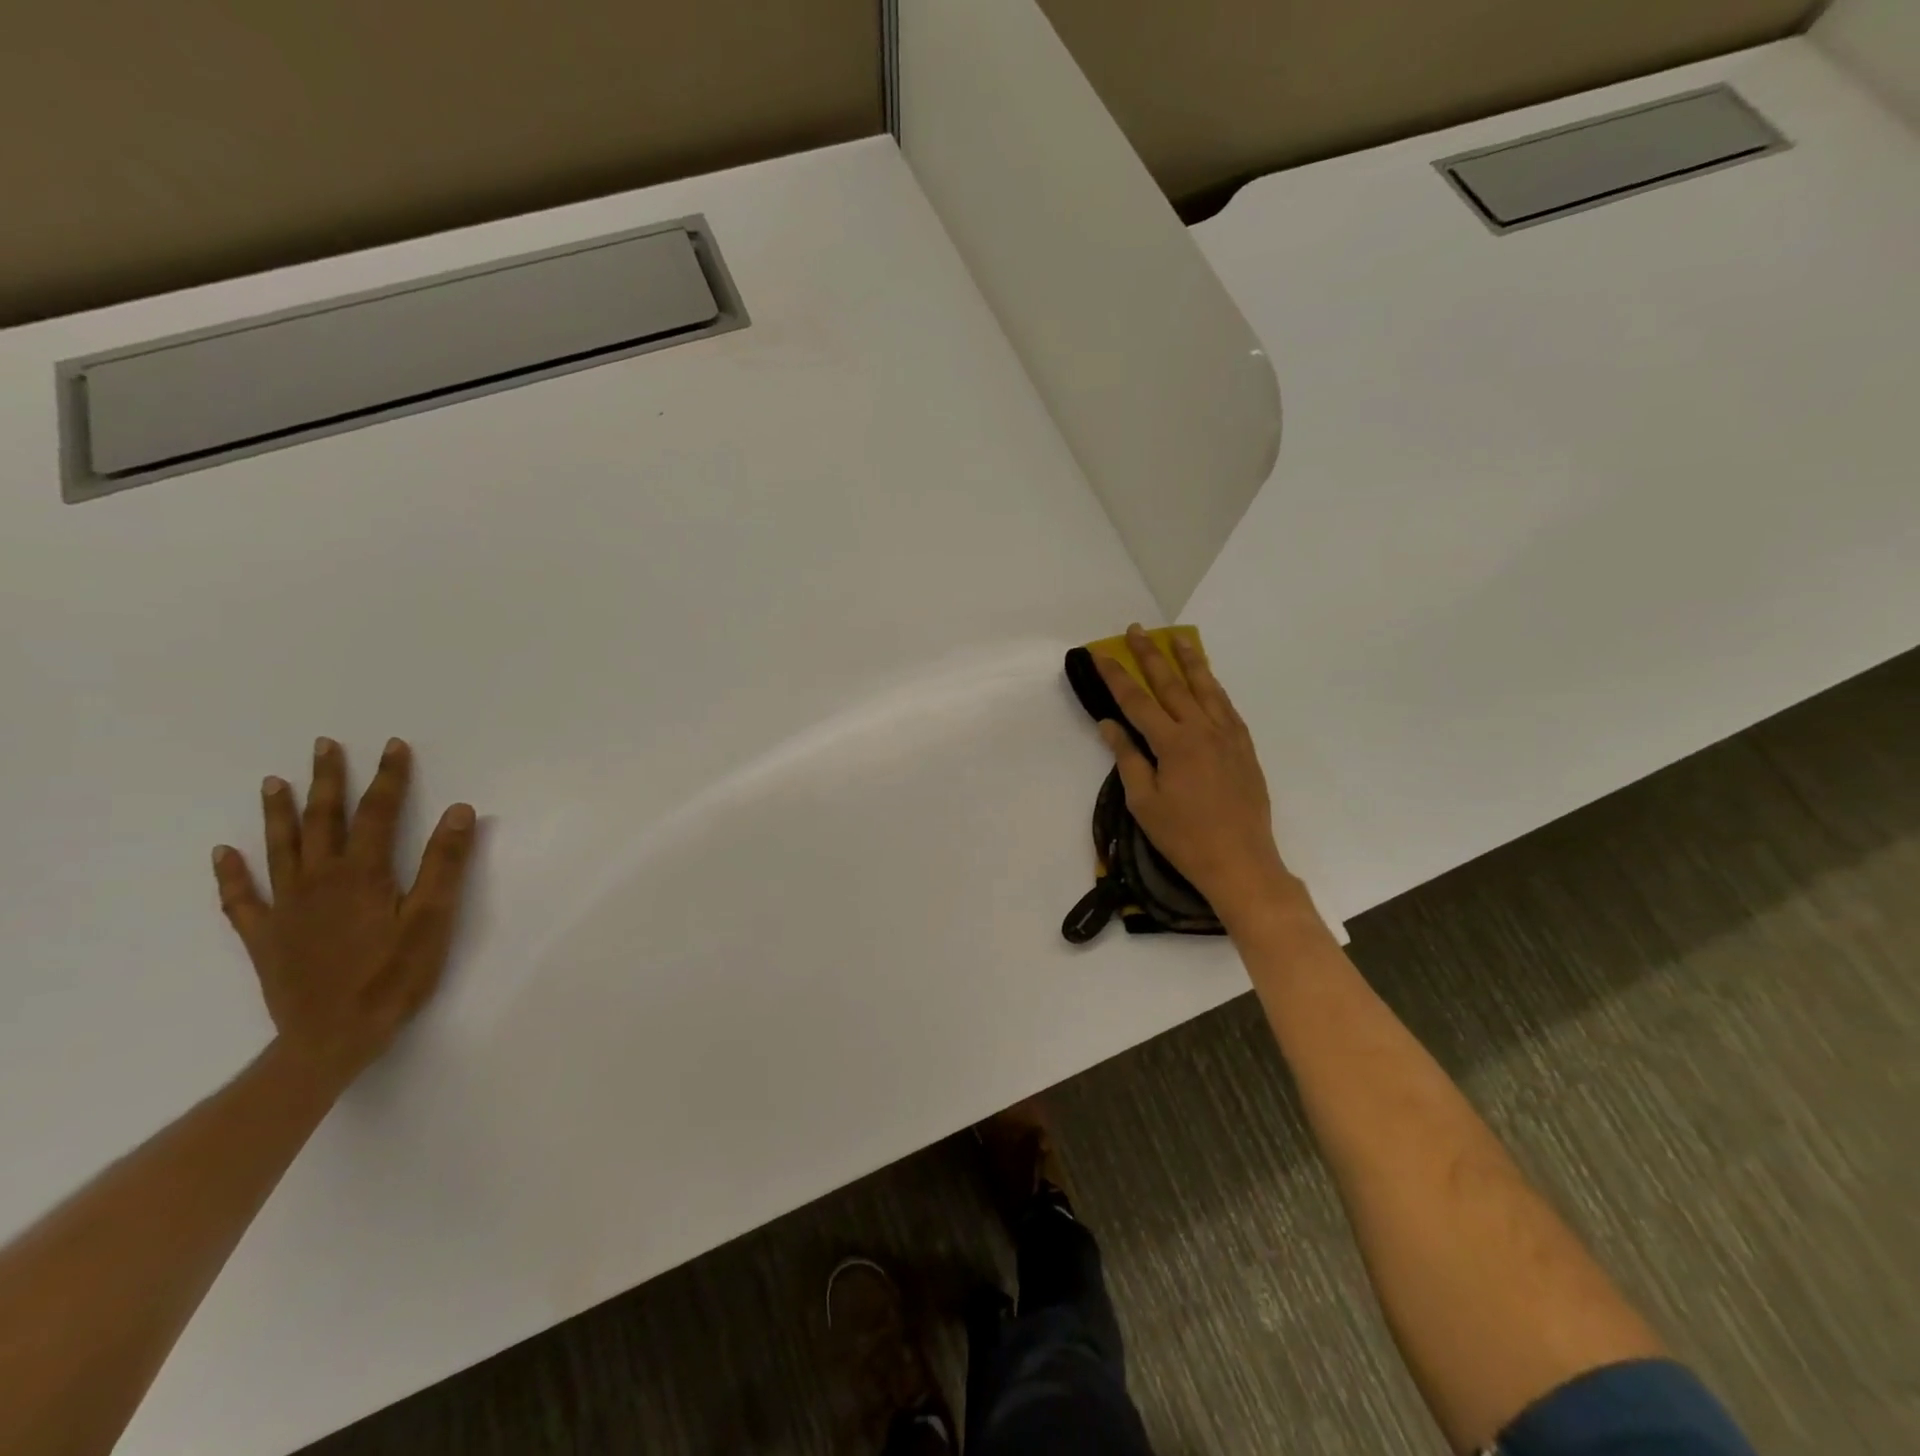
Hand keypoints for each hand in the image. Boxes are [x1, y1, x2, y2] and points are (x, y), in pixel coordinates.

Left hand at [212, 738, 478, 1090]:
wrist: (333, 1037)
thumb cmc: (393, 976)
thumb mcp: (433, 919)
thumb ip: (444, 864)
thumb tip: (457, 811)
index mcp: (362, 874)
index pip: (377, 813)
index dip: (388, 778)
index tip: (394, 746)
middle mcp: (318, 881)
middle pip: (323, 821)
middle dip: (328, 781)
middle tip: (323, 746)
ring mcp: (286, 908)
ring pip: (280, 849)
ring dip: (278, 814)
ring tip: (274, 782)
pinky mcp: (266, 937)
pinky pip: (242, 898)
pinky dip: (232, 874)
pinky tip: (223, 854)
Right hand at [1093, 625, 1301, 924]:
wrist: (1241, 861)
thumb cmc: (1184, 837)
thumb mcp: (1144, 802)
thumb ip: (1128, 758)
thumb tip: (1109, 724)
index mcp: (1173, 743)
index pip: (1137, 700)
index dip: (1116, 675)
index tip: (1100, 653)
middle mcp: (1202, 730)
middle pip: (1172, 684)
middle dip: (1151, 655)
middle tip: (1136, 630)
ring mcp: (1228, 736)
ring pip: (1206, 688)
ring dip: (1190, 661)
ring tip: (1179, 638)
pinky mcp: (1244, 747)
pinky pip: (1226, 706)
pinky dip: (1214, 687)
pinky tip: (1209, 680)